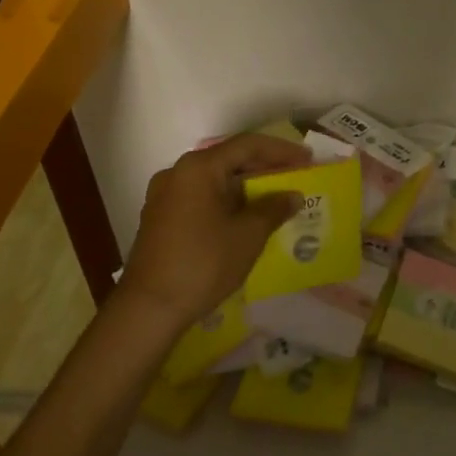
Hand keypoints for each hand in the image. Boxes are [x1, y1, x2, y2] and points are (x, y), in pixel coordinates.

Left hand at [119, 132, 310, 327]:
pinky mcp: (160, 219)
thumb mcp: (248, 235)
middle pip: (229, 160)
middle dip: (264, 168)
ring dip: (246, 187)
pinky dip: (226, 202)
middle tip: (295, 177)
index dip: (281, 150)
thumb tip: (292, 196)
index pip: (247, 145)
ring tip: (275, 198)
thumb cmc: (203, 264)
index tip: (307, 159)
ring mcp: (165, 196)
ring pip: (215, 180)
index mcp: (199, 168)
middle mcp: (178, 173)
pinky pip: (201, 198)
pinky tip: (246, 218)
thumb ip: (274, 209)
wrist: (148, 309)